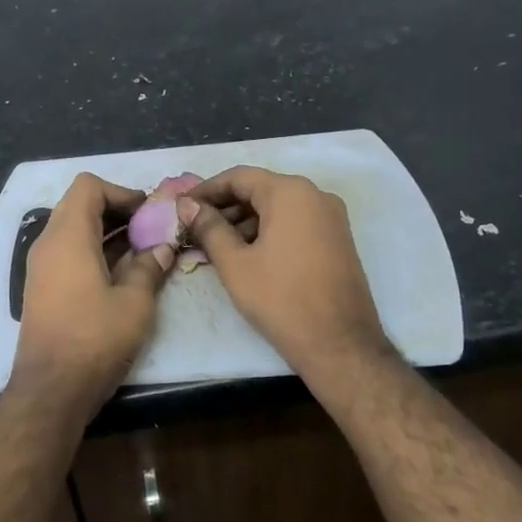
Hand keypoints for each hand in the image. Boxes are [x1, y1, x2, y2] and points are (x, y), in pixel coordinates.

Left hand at [13, 174, 174, 413]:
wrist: (51, 390)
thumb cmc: (95, 339)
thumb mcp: (134, 303)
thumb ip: (149, 267)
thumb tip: (162, 247)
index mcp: (68, 236)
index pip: (88, 186)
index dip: (121, 191)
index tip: (148, 212)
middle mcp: (48, 243)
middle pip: (80, 205)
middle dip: (118, 211)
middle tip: (151, 229)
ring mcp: (41, 267)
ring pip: (74, 230)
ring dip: (107, 232)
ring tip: (143, 250)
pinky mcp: (42, 288)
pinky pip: (68, 253)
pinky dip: (94, 251)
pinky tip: (122, 273)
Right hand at [177, 166, 391, 389]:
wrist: (340, 344)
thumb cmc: (281, 299)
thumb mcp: (235, 263)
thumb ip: (208, 227)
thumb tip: (187, 205)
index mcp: (290, 192)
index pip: (238, 177)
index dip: (206, 190)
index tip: (182, 207)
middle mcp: (315, 195)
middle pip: (259, 189)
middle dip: (224, 207)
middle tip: (194, 229)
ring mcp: (331, 217)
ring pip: (277, 207)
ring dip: (244, 221)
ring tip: (215, 246)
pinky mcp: (337, 239)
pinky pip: (295, 222)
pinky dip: (268, 231)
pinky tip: (246, 254)